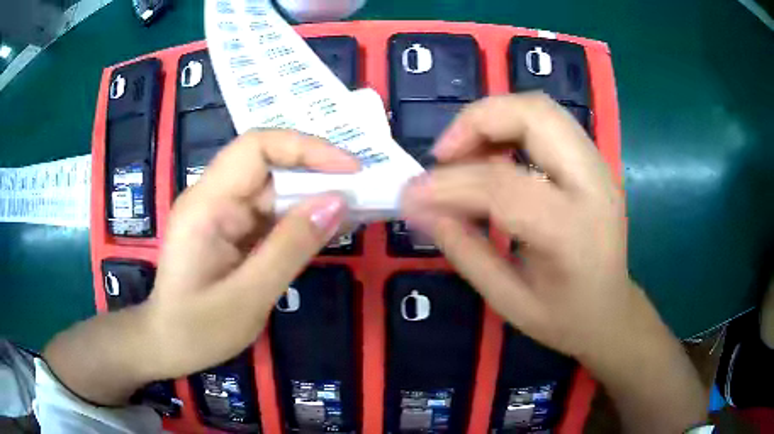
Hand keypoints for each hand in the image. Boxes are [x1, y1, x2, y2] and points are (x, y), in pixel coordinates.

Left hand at [146, 130, 357, 378]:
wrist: (168, 346)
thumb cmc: (197, 330)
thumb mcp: (248, 297)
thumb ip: (290, 248)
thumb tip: (338, 201)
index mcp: (206, 204)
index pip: (256, 147)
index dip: (306, 148)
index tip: (350, 169)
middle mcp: (213, 198)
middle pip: (268, 164)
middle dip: (317, 172)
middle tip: (363, 191)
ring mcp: (222, 213)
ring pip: (273, 189)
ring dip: (313, 196)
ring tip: (356, 210)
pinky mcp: (231, 230)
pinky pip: (270, 214)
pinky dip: (301, 219)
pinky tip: (329, 228)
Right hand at [402, 93, 629, 361]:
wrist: (611, 311)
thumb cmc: (563, 318)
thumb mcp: (507, 299)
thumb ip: (463, 249)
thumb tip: (419, 207)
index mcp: (572, 232)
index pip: (502, 186)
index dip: (447, 184)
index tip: (410, 194)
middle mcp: (593, 185)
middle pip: (534, 116)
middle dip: (476, 121)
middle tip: (443, 155)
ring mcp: (599, 167)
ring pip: (542, 108)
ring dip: (493, 118)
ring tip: (463, 153)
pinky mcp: (595, 162)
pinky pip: (549, 122)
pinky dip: (511, 124)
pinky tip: (492, 154)